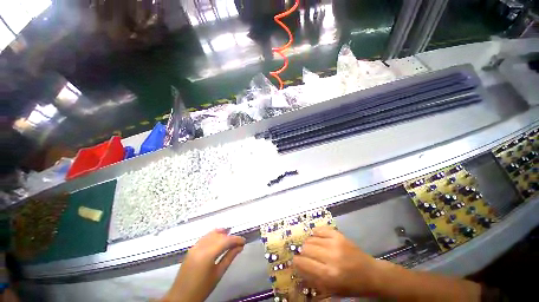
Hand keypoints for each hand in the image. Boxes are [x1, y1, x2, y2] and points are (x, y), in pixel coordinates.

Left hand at [162, 229, 245, 301]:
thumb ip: (229, 257)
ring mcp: (195, 246)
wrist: (181, 297)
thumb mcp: (218, 274)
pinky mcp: (192, 248)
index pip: (225, 241)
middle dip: (230, 237)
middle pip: (219, 236)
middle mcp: (201, 246)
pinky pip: (205, 237)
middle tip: (238, 243)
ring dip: (222, 234)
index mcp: (207, 254)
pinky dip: (214, 235)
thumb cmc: (202, 288)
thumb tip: (240, 247)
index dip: (236, 239)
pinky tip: (219, 238)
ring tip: (230, 238)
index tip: (244, 241)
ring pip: (212, 234)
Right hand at [292, 226, 386, 297]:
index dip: (296, 261)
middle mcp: (331, 257)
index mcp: (329, 275)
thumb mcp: (331, 290)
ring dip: (309, 244)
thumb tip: (297, 266)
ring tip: (313, 249)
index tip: (296, 261)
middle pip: (306, 248)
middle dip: (303, 252)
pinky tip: (317, 239)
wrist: (371, 274)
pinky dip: (316, 234)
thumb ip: (312, 278)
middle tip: (306, 256)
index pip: (303, 263)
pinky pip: (319, 229)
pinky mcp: (338, 235)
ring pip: (311, 238)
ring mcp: (335, 243)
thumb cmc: (350, 286)